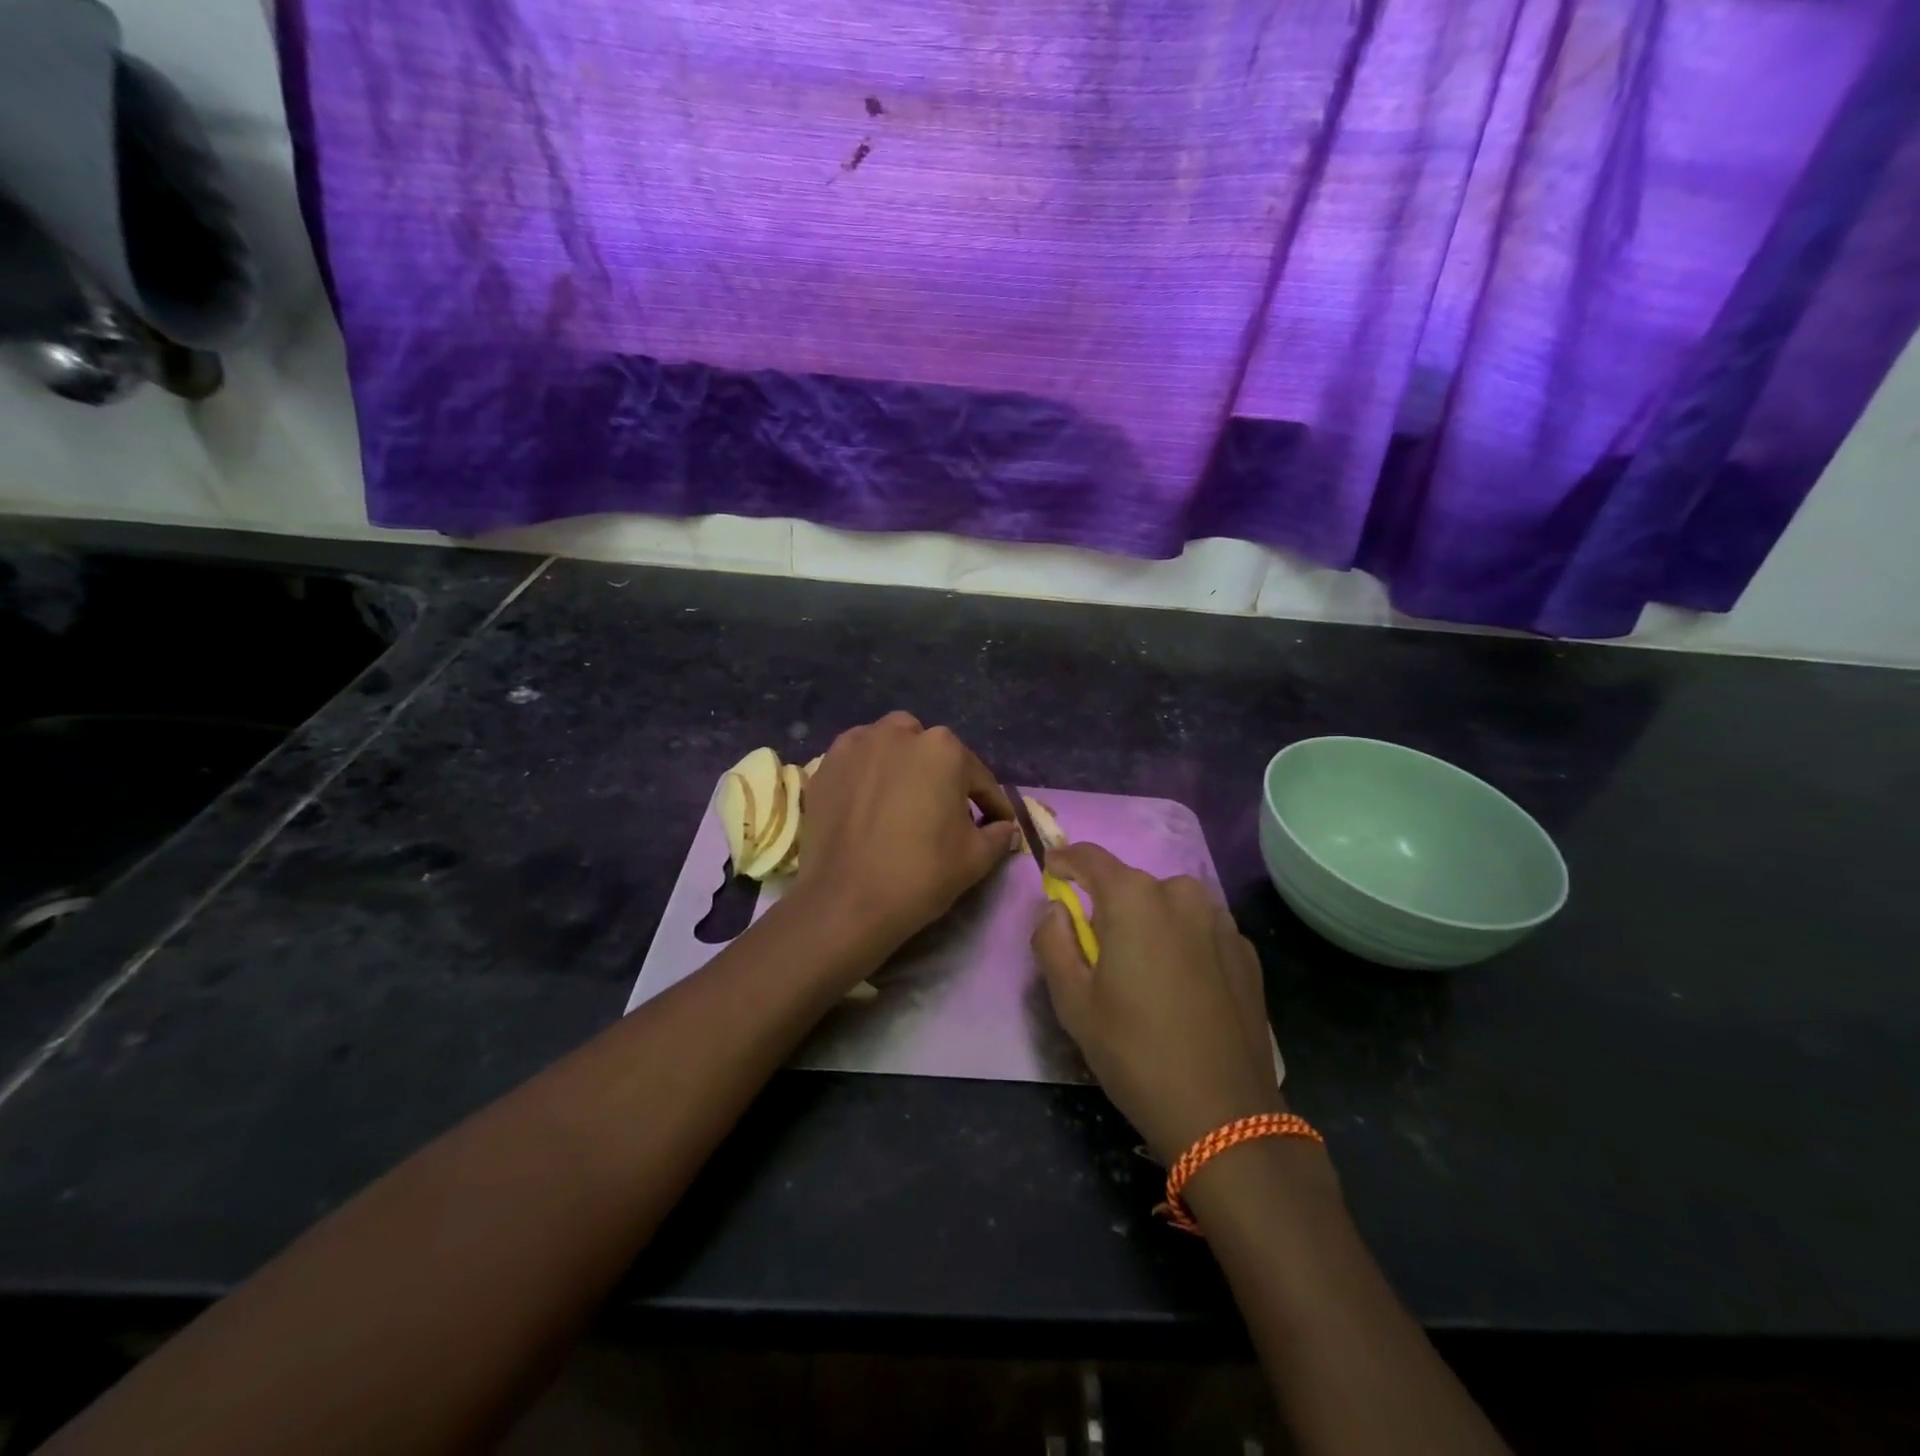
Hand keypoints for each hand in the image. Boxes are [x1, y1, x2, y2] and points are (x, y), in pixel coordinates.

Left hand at [794, 712, 1020, 957]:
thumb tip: (1003, 827)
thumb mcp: (976, 858)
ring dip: (902, 765)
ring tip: (903, 799)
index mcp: (944, 749)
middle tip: (943, 811)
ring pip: (891, 746)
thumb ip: (998, 834)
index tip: (996, 824)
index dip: (991, 804)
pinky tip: (869, 802)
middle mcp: (900, 733)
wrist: (846, 901)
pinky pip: (858, 761)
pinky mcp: (826, 764)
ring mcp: (857, 744)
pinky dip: (867, 774)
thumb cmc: (920, 874)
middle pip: (931, 751)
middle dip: (942, 775)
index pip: (978, 777)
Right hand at [1033, 843, 1282, 1162]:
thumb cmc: (1134, 1052)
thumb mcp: (1072, 1001)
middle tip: (1097, 951)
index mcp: (1134, 898)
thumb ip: (1052, 941)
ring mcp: (1220, 920)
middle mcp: (1181, 894)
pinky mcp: (1245, 950)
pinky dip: (1181, 944)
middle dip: (1108, 906)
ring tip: (1142, 975)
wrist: (1224, 1114)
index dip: (1065, 861)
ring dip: (1147, 924)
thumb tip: (1056, 909)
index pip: (1089, 857)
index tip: (1052, 873)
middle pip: (1130, 885)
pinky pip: (1198, 930)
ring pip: (1167, 906)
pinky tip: (1180, 990)